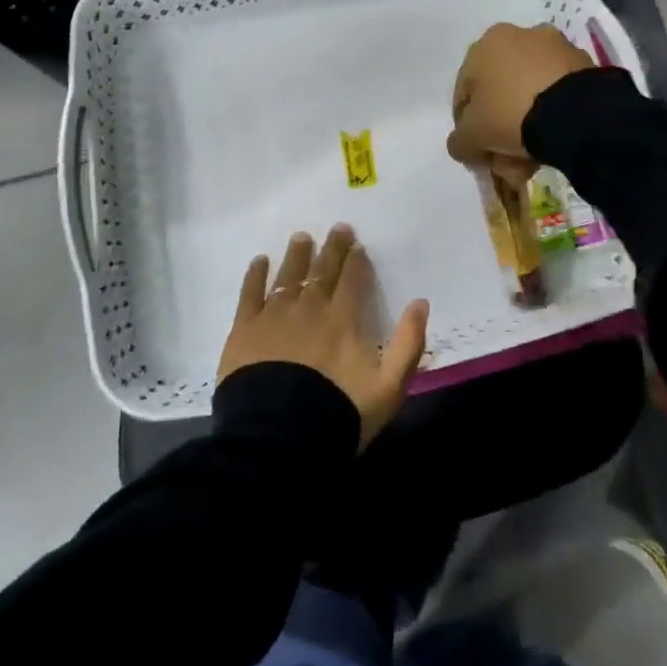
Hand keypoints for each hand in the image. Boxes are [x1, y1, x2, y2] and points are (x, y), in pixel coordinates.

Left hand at [217, 225, 429, 448]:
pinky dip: (256, 275)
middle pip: (322, 271)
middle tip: (337, 228)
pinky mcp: (245, 330)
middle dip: (332, 248)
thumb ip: (408, 343)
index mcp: (343, 319)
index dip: (356, 260)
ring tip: (301, 237)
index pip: (352, 280)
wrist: (279, 437)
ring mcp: (275, 316)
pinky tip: (260, 260)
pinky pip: (250, 293)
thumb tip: (421, 302)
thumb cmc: (338, 413)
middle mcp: (310, 308)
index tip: (357, 243)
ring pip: (288, 276)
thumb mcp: (388, 388)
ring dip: (297, 255)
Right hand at [446, 23, 594, 192]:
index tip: (475, 149)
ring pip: (531, 94)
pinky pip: (558, 95)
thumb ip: (459, 141)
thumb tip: (463, 144)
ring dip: (527, 125)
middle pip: (501, 92)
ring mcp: (556, 48)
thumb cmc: (511, 114)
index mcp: (488, 43)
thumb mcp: (471, 137)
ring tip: (531, 160)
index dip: (466, 124)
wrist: (576, 114)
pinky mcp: (585, 65)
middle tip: (504, 159)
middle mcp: (521, 36)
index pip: (466, 90)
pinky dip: (552, 117)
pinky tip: (554, 144)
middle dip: (500, 127)